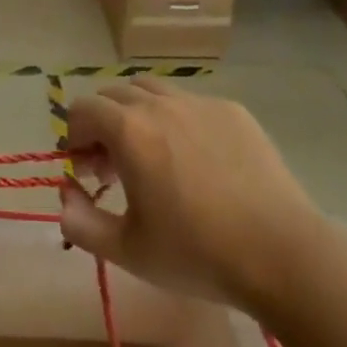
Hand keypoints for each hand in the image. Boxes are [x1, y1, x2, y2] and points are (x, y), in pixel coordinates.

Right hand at [59, 79, 324, 311]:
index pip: (82, 108)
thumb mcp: (127, 251)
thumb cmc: (198, 254)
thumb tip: (64, 197)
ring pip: (152, 91)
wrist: (282, 255)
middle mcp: (160, 105)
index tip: (87, 171)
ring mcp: (200, 103)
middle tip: (115, 168)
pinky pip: (190, 102)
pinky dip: (177, 120)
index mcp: (128, 130)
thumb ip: (80, 223)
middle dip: (103, 124)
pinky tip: (196, 160)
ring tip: (152, 156)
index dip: (75, 136)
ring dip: (138, 114)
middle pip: (113, 94)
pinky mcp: (233, 111)